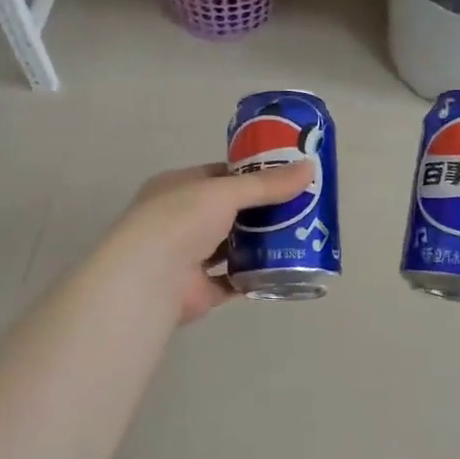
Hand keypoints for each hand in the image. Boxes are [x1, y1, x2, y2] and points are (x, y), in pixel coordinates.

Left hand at [102, 161, 315, 325]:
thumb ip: (266, 184)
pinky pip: (234, 281)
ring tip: (299, 237)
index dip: (251, 176)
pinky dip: (255, 277)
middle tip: (301, 208)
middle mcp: (179, 220)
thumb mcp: (225, 192)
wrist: (150, 279)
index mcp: (176, 188)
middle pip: (228, 212)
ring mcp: (188, 257)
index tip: (286, 177)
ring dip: (259, 244)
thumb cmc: (180, 220)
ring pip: (231, 247)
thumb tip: (309, 169)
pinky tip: (284, 270)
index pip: (218, 176)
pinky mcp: (200, 289)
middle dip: (261, 211)